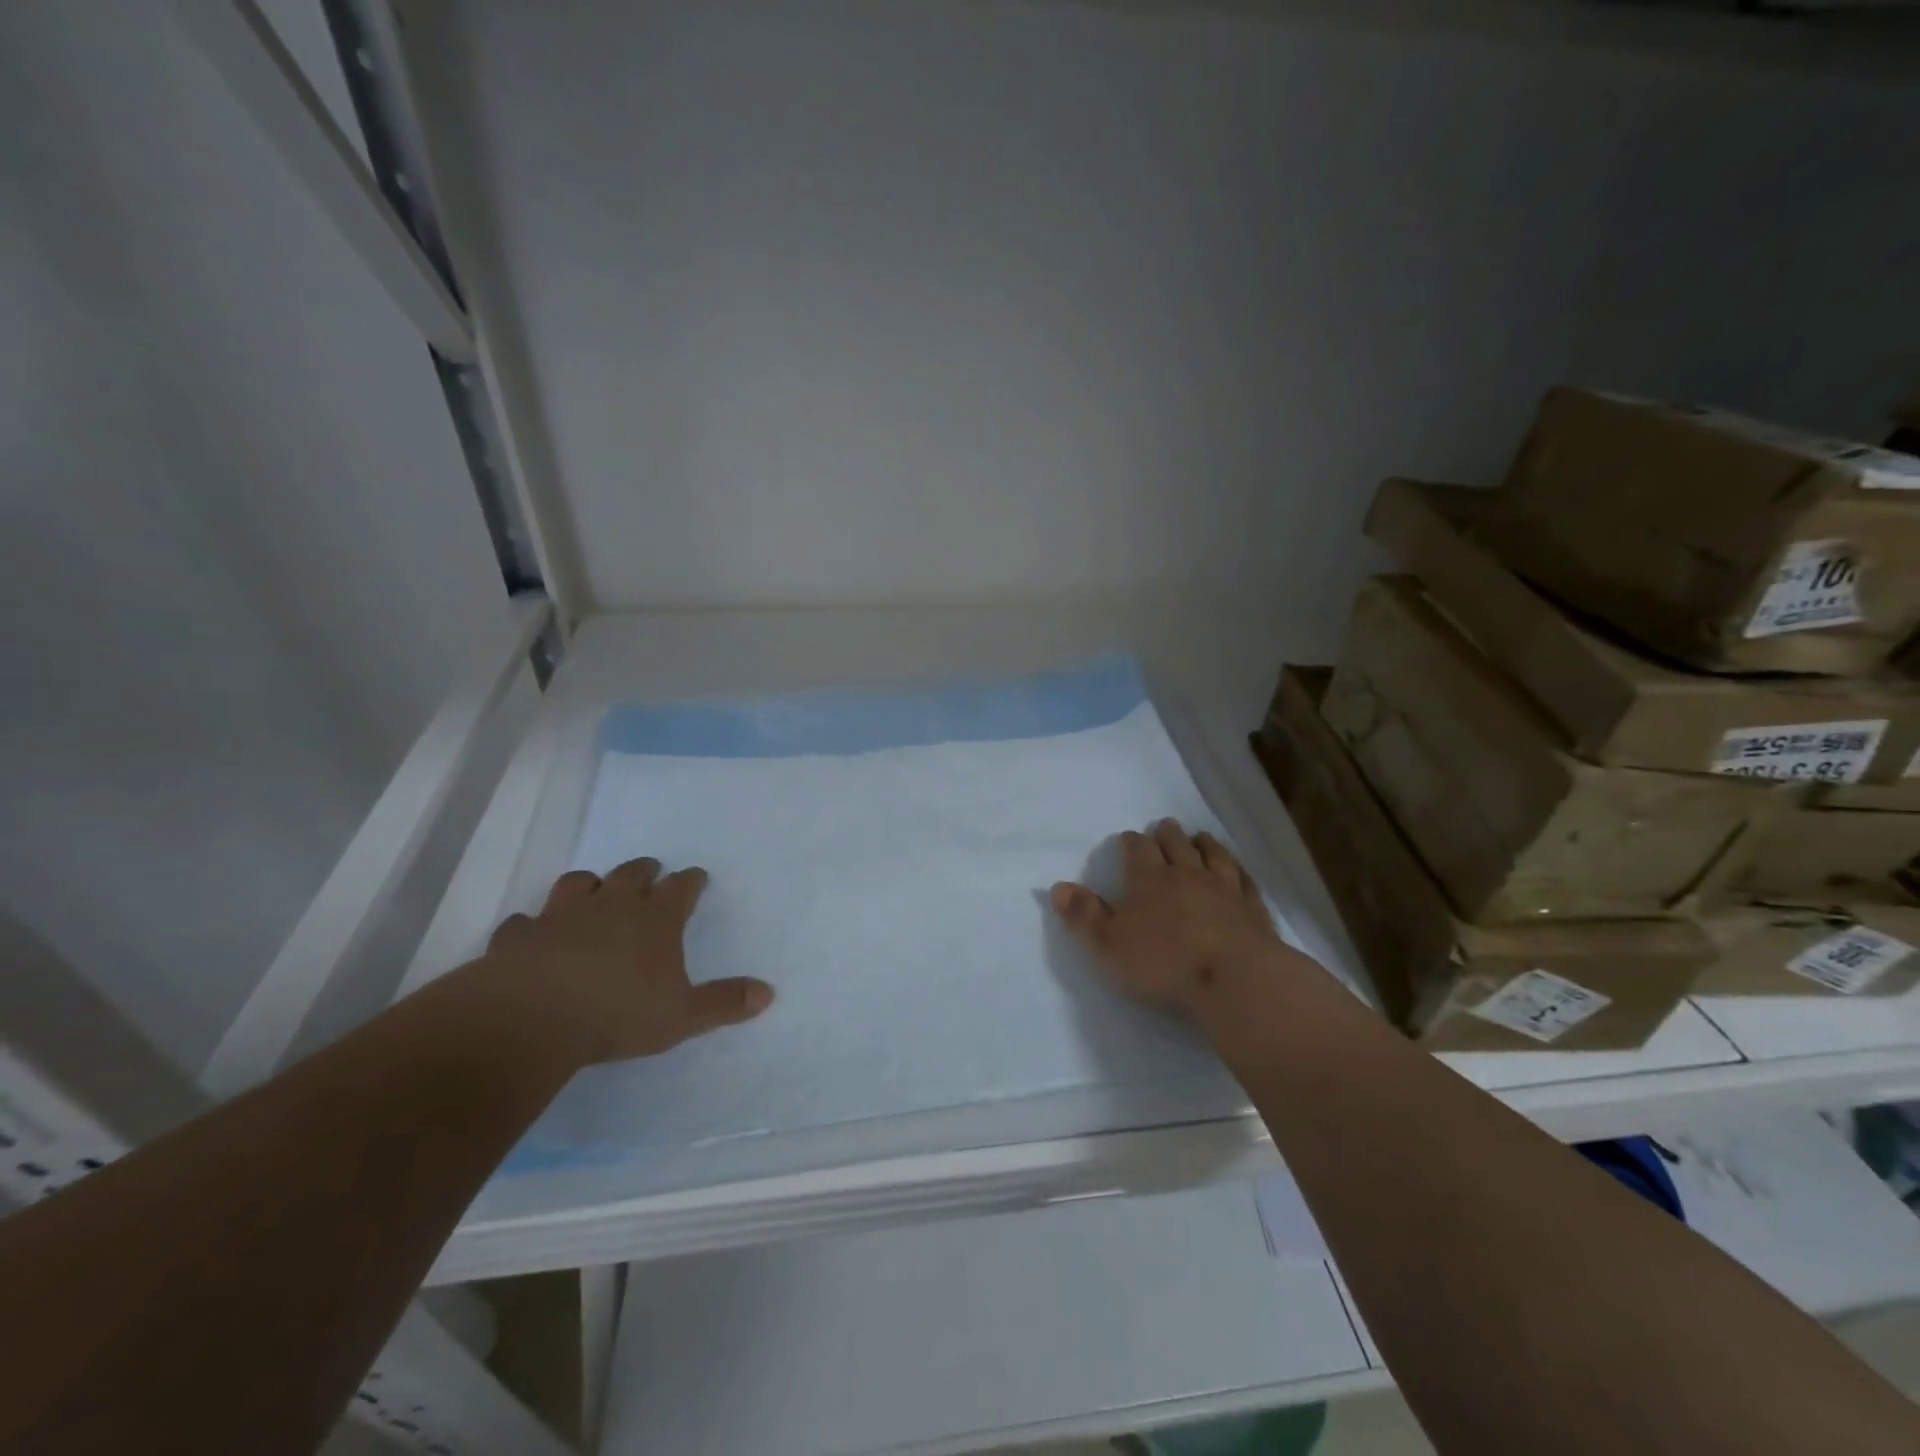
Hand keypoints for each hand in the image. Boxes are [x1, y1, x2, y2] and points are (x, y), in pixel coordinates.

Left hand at [473, 858, 773, 1064]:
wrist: (531, 1018)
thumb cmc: (618, 1013)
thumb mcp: (682, 1015)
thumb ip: (724, 1003)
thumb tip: (768, 993)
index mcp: (655, 918)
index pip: (681, 887)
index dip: (691, 881)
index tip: (697, 877)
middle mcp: (610, 906)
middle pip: (631, 873)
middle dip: (645, 871)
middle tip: (651, 872)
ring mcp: (561, 916)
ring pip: (578, 884)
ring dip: (589, 884)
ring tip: (594, 890)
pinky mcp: (519, 936)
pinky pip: (525, 922)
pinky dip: (532, 926)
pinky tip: (532, 934)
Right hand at [1052, 819, 1282, 1015]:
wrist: (1235, 979)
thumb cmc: (1163, 963)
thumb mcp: (1108, 945)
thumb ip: (1083, 915)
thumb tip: (1058, 886)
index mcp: (1149, 879)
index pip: (1137, 848)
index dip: (1131, 842)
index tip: (1128, 839)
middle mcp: (1187, 874)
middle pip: (1176, 844)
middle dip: (1167, 834)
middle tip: (1164, 827)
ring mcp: (1225, 888)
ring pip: (1213, 855)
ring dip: (1204, 844)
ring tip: (1199, 837)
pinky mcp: (1253, 909)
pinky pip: (1245, 880)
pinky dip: (1239, 871)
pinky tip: (1238, 870)